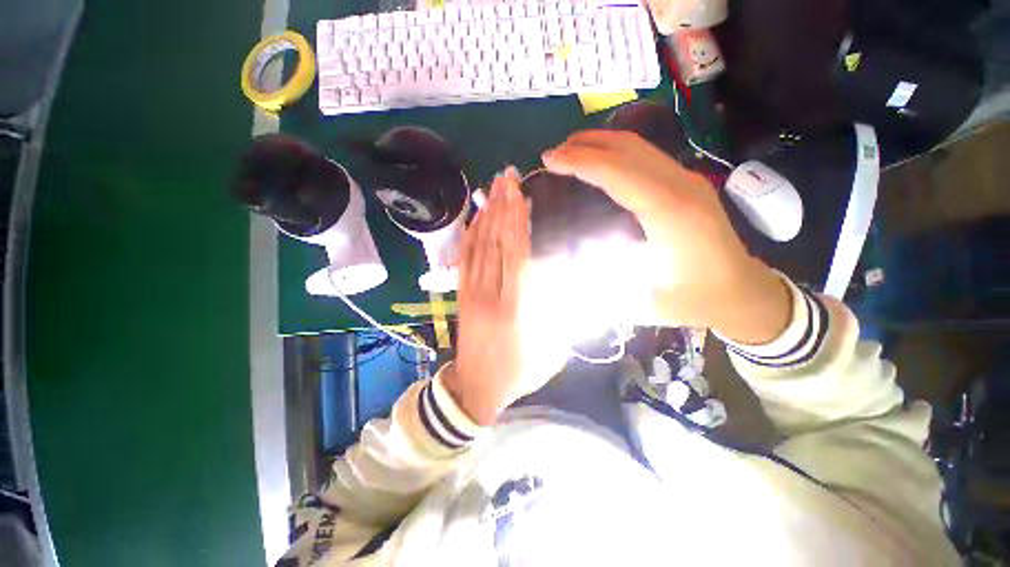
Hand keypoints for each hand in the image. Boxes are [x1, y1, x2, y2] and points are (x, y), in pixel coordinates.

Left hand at [444, 168, 565, 425]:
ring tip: (492, 188)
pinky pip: (464, 259)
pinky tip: (474, 217)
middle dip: (501, 207)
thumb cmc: (520, 371)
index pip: (516, 255)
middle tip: (506, 177)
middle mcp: (491, 294)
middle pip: (495, 244)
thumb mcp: (552, 348)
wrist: (477, 388)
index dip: (518, 222)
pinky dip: (469, 235)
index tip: (520, 194)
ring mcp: (471, 293)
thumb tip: (564, 276)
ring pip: (477, 247)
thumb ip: (560, 312)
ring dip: (485, 215)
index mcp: (516, 308)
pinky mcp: (461, 295)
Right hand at [542, 130, 790, 344]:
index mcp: (669, 213)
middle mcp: (681, 187)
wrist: (743, 293)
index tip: (550, 160)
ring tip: (570, 152)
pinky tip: (600, 163)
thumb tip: (561, 271)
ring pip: (639, 147)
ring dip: (601, 143)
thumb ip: (598, 287)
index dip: (580, 161)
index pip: (618, 172)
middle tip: (553, 154)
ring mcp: (687, 181)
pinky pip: (646, 156)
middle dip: (586, 144)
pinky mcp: (687, 184)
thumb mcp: (642, 302)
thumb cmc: (694, 300)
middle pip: (628, 148)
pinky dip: (616, 153)